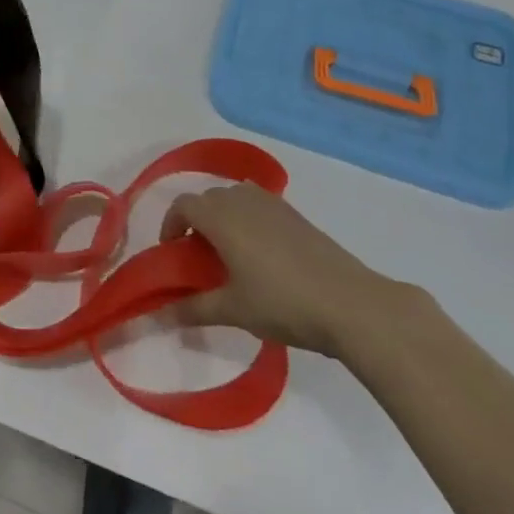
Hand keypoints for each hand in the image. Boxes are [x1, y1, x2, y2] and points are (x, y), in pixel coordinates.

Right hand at [160, 184, 409, 356]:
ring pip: (235, 198)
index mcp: (221, 217)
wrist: (351, 304)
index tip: (172, 252)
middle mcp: (243, 200)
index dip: (171, 224)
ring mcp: (274, 204)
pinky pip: (259, 205)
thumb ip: (193, 309)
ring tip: (229, 253)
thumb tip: (161, 315)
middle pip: (208, 198)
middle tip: (199, 257)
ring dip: (223, 217)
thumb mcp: (233, 310)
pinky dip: (249, 219)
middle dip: (196, 221)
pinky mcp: (297, 216)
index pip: (183, 205)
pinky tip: (262, 255)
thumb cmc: (283, 303)